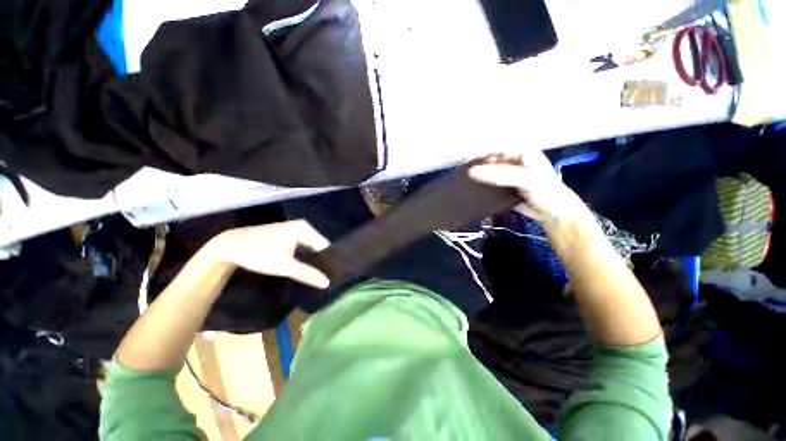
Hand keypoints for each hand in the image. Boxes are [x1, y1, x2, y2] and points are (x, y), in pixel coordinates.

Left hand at [206, 220, 330, 288]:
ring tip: (319, 276)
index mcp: (305, 229)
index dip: (330, 261)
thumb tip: (327, 283)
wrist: (229, 246)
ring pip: (310, 247)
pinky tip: (306, 268)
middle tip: (326, 279)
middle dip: (321, 262)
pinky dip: (304, 257)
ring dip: (312, 260)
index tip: (334, 276)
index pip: (325, 246)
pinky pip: (302, 246)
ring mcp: (295, 230)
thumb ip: (307, 274)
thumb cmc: (258, 254)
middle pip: (318, 246)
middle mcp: (303, 227)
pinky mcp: (287, 235)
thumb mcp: (284, 266)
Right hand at [469, 150, 589, 226]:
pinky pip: (487, 182)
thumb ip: (501, 174)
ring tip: (460, 179)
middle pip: (488, 158)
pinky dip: (479, 185)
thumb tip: (471, 172)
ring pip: (486, 170)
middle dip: (474, 163)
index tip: (462, 160)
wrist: (554, 214)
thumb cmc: (546, 191)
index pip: (494, 146)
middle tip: (458, 171)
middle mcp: (511, 159)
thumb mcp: (527, 178)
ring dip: (475, 175)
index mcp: (519, 150)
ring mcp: (506, 173)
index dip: (478, 151)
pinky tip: (469, 188)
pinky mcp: (501, 186)